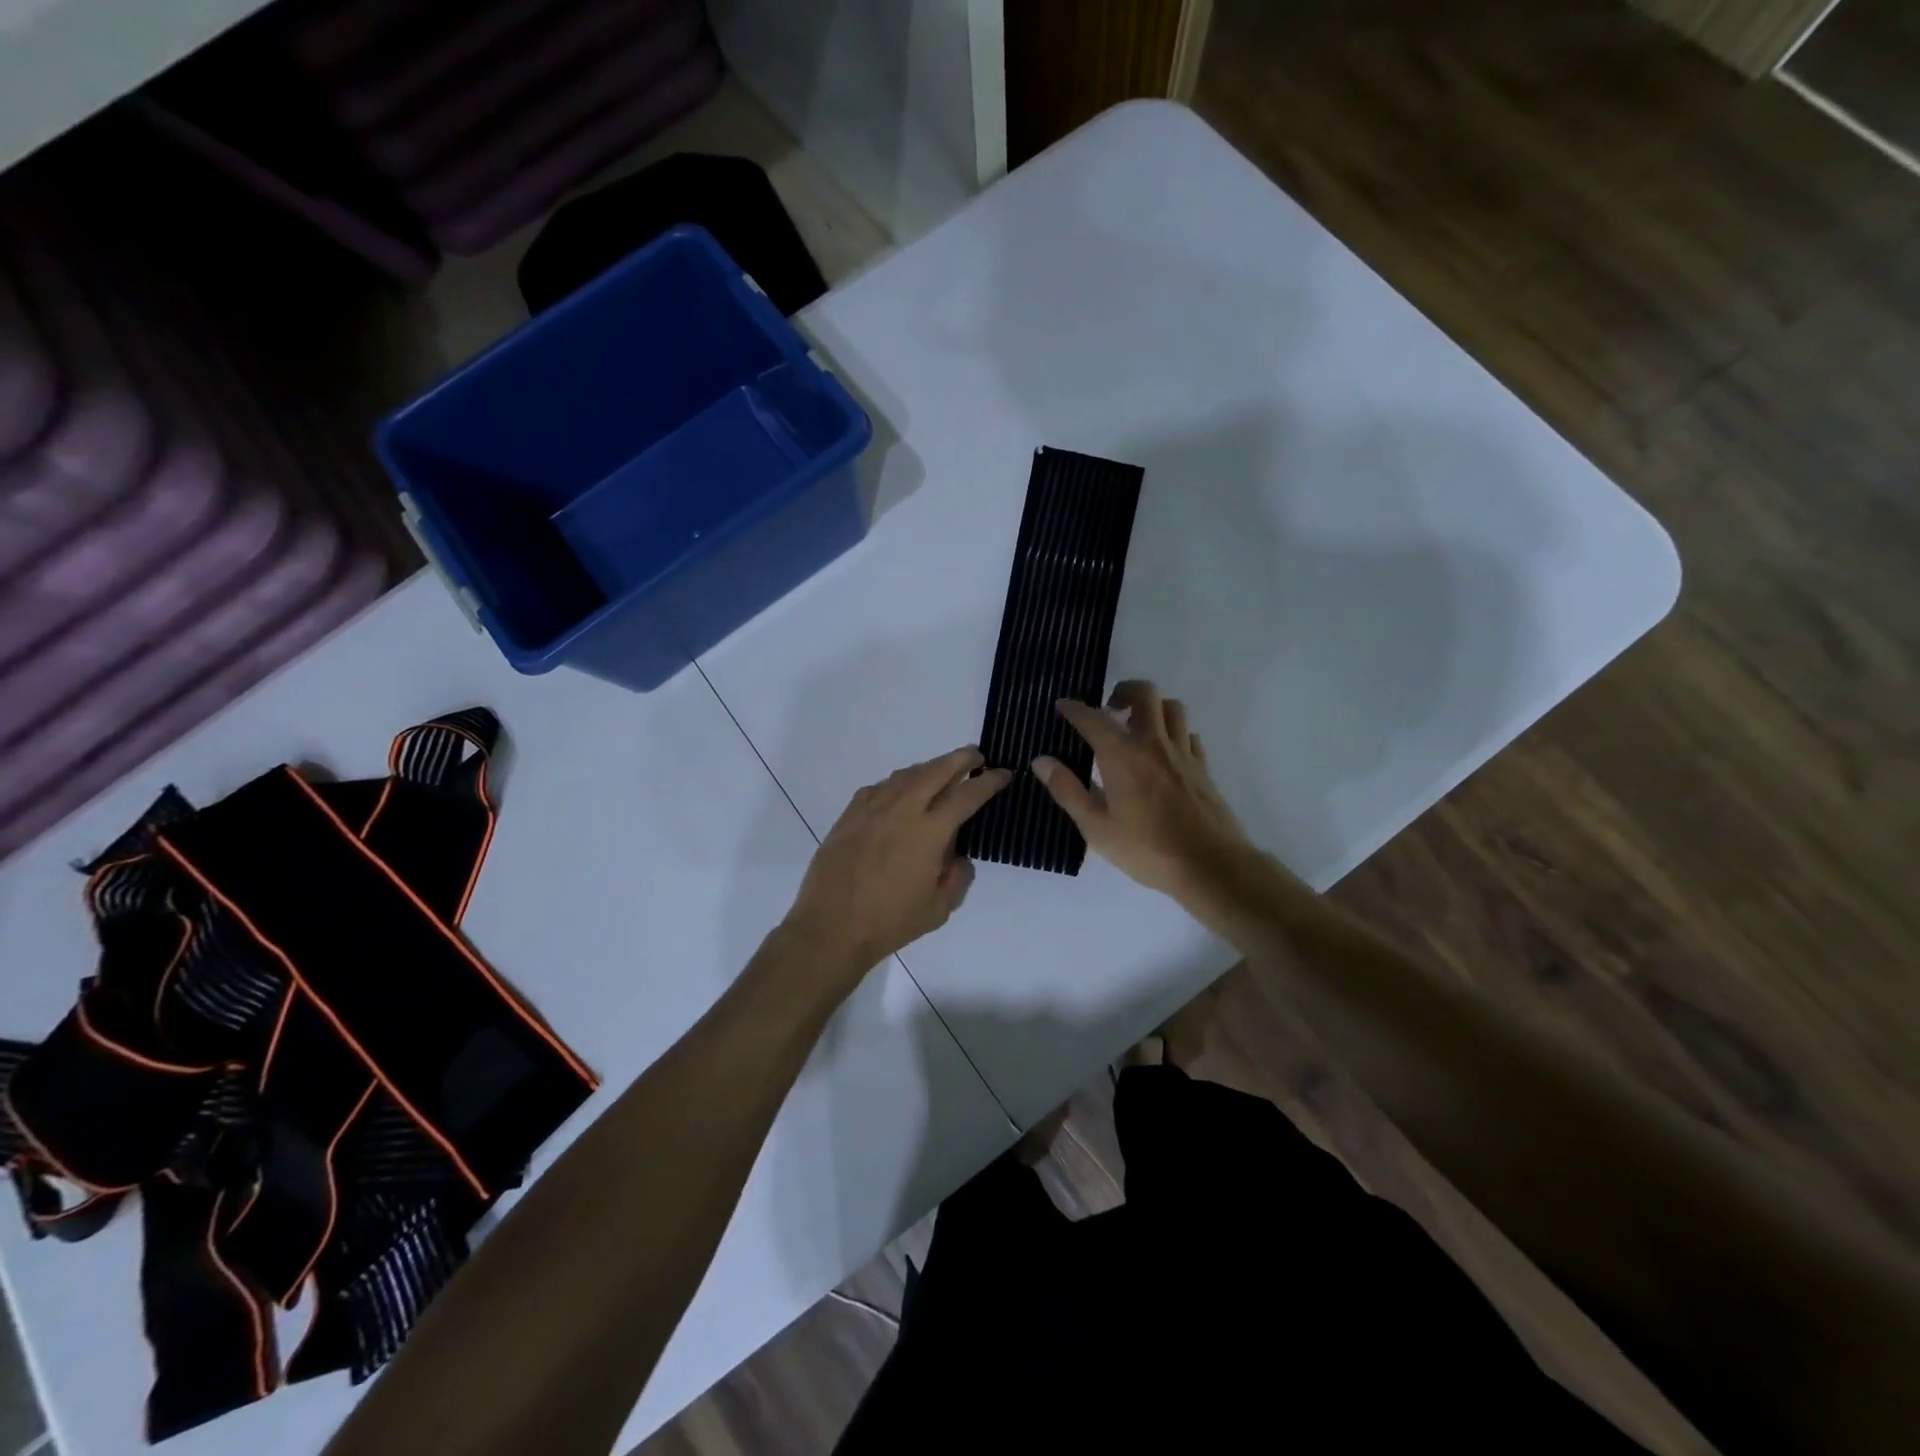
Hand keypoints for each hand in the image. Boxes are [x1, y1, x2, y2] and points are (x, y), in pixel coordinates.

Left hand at [782, 748, 1011, 981]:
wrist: (831, 927)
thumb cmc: (890, 922)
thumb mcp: (939, 909)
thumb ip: (957, 877)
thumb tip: (959, 856)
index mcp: (929, 832)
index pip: (967, 796)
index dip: (988, 781)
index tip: (1003, 773)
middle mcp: (902, 810)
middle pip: (936, 770)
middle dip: (960, 759)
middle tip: (975, 756)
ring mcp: (872, 809)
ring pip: (906, 774)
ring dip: (929, 768)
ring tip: (941, 772)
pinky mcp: (850, 815)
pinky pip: (879, 787)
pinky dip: (898, 783)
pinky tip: (901, 793)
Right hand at [1034, 680, 1249, 899]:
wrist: (1209, 866)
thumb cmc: (1146, 850)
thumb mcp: (1096, 827)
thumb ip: (1068, 790)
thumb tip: (1042, 761)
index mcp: (1122, 756)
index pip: (1093, 719)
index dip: (1074, 709)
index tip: (1062, 706)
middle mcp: (1153, 744)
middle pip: (1144, 694)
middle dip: (1123, 691)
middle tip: (1109, 709)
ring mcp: (1183, 753)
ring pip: (1172, 708)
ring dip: (1152, 708)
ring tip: (1137, 727)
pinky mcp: (1203, 767)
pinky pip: (1189, 734)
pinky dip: (1174, 733)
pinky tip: (1164, 752)